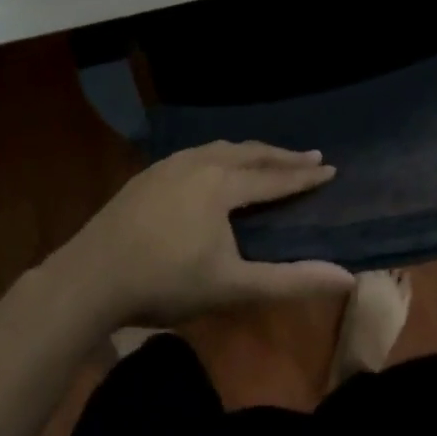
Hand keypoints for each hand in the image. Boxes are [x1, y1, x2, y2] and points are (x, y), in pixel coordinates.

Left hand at [61, 141, 353, 326]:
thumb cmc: (166, 282)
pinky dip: (221, 154)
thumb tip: (345, 277)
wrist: (91, 276)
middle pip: (249, 153)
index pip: (274, 177)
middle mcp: (199, 163)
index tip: (330, 169)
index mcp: (222, 184)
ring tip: (266, 157)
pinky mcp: (149, 173)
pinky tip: (215, 165)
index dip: (303, 175)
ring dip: (250, 151)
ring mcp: (170, 165)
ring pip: (220, 148)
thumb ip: (289, 281)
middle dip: (281, 155)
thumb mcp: (232, 287)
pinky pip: (197, 153)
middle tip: (309, 155)